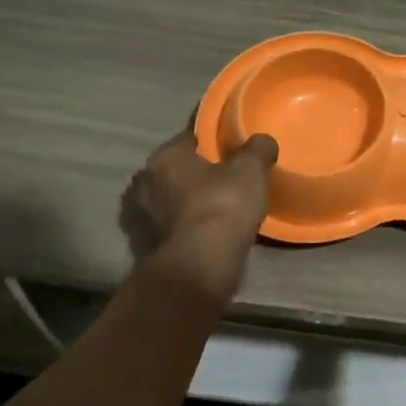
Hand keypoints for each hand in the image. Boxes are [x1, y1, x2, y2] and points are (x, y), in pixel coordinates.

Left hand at [121, 131, 277, 299]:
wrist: (200, 266)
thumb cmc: (222, 206)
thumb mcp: (250, 170)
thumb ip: (257, 150)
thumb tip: (262, 140)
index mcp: (164, 157)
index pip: (186, 140)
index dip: (208, 143)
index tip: (227, 150)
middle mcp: (145, 183)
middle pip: (173, 171)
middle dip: (193, 174)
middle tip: (222, 179)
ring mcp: (143, 218)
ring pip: (169, 201)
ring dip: (186, 203)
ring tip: (216, 208)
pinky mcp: (148, 247)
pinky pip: (172, 228)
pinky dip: (186, 227)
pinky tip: (207, 232)